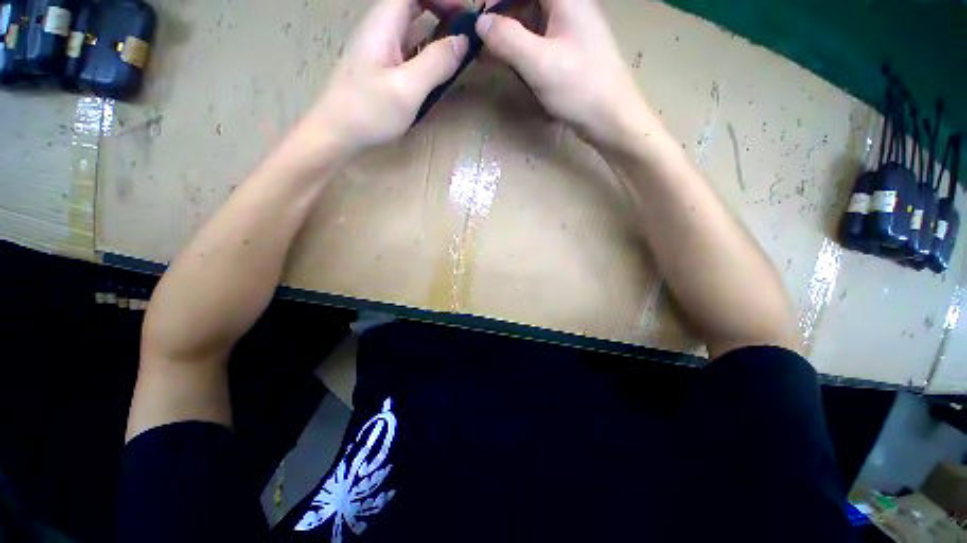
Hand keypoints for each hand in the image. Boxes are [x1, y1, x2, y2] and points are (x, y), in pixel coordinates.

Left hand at [308, 0, 470, 155]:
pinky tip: (442, 70)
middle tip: (469, 32)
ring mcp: (383, 50)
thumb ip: (436, 62)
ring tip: (463, 50)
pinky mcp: (385, 69)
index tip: (467, 14)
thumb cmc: (368, 111)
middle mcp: (383, 29)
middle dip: (444, 11)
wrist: (336, 134)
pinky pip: (412, 51)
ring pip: (415, 29)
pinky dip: (430, 54)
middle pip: (416, 5)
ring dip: (439, 33)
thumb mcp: (407, 89)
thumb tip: (464, 41)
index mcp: (384, 23)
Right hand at [476, 0, 650, 150]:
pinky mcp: (569, 51)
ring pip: (531, 20)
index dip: (497, 0)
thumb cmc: (580, 88)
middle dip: (501, 16)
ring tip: (489, 55)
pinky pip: (538, 40)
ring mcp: (570, 29)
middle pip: (527, 1)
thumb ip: (507, 39)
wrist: (612, 118)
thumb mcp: (539, 63)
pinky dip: (521, 49)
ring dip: (509, 35)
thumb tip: (480, 23)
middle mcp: (569, 5)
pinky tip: (509, 63)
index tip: (479, 19)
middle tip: (480, 40)